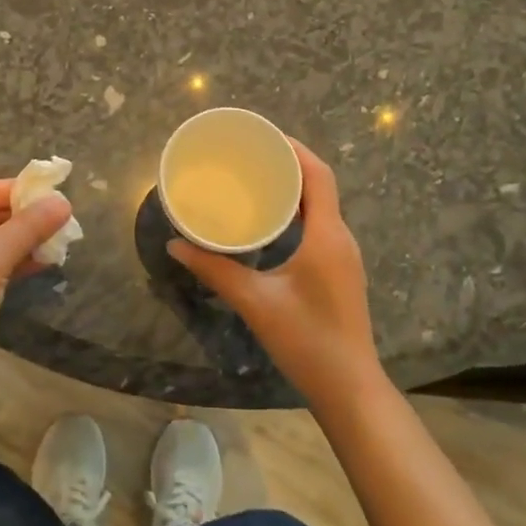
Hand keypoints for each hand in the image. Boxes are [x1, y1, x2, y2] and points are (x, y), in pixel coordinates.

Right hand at [169, 138, 383, 409]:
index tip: (262, 136)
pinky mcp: (338, 269)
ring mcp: (342, 254)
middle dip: (288, 162)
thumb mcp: (255, 302)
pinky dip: (297, 209)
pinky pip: (319, 223)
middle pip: (319, 183)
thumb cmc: (306, 340)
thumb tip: (175, 246)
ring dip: (293, 186)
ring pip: (321, 204)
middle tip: (250, 154)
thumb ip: (215, 270)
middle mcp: (340, 237)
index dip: (293, 148)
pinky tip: (270, 219)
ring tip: (255, 178)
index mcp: (326, 235)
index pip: (317, 174)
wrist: (349, 389)